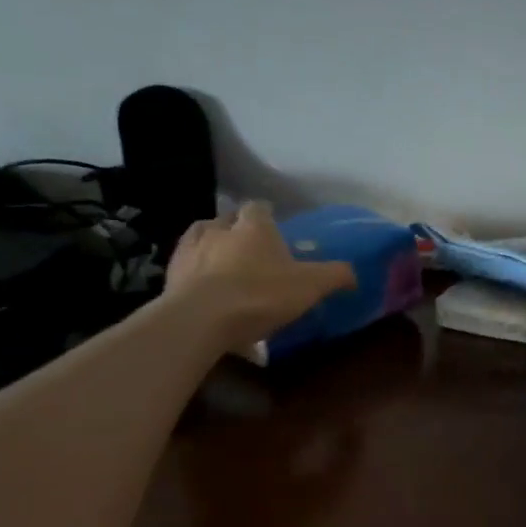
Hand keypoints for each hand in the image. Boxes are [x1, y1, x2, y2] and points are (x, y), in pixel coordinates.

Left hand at [165, 202, 357, 351]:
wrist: (200, 320)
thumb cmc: (260, 294)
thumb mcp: (310, 286)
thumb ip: (335, 275)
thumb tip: (355, 274)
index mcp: (254, 226)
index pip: (258, 206)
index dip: (266, 215)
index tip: (273, 226)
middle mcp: (219, 229)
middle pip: (227, 220)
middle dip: (236, 230)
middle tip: (248, 249)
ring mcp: (190, 251)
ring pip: (200, 238)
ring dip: (210, 247)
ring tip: (220, 266)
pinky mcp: (169, 276)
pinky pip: (184, 268)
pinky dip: (192, 273)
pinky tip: (201, 289)